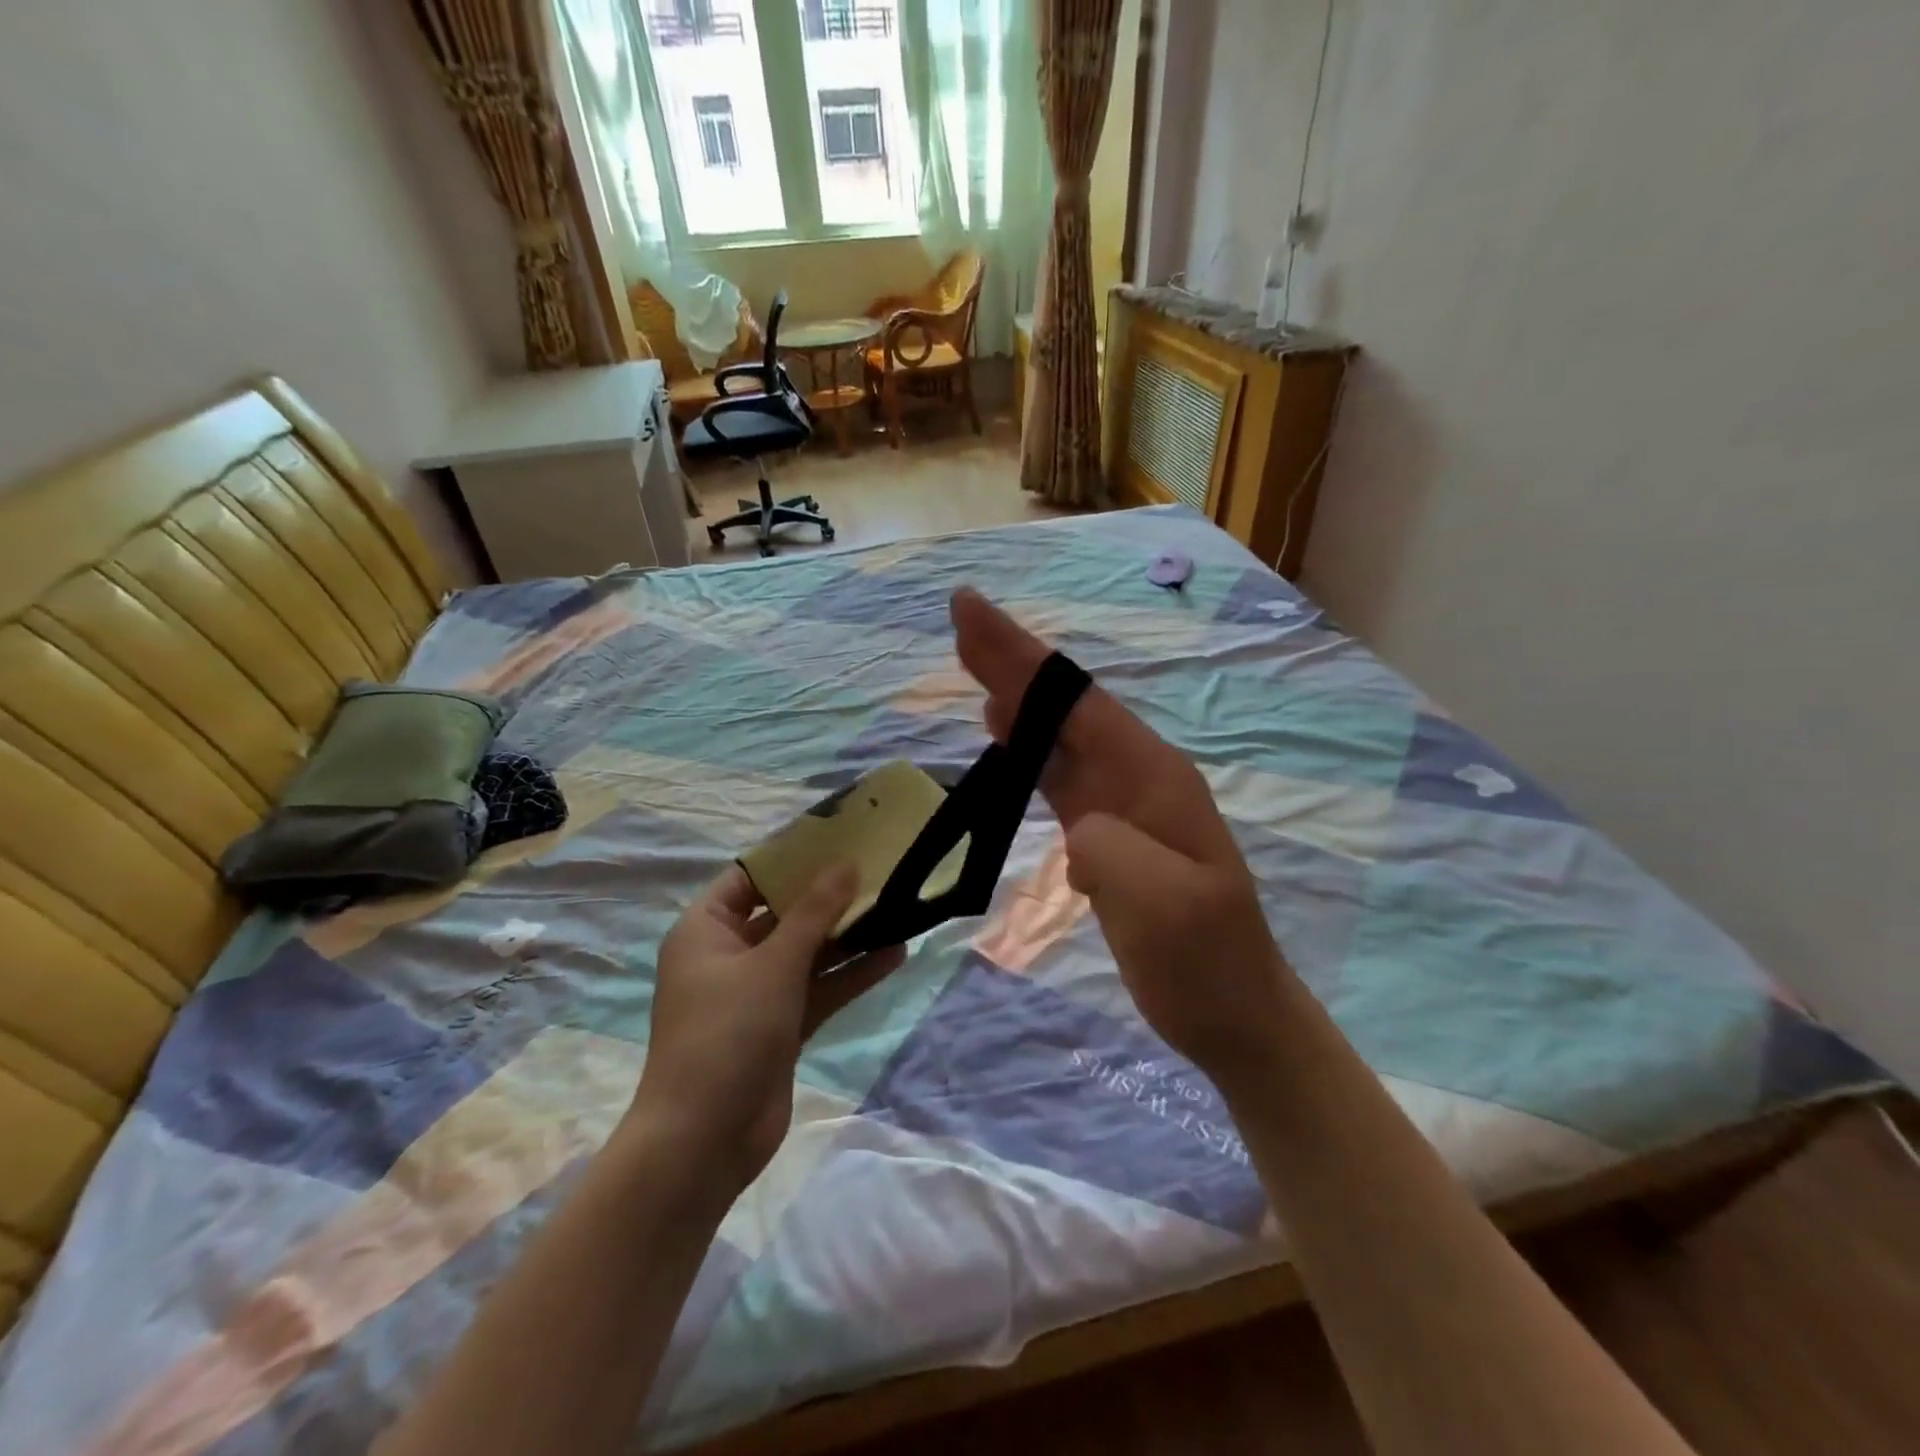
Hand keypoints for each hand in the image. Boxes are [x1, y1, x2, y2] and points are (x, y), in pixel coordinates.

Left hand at [633, 865, 903, 1194]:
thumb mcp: (774, 964)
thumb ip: (815, 912)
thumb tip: (847, 863)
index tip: (837, 838)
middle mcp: (729, 955)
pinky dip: (851, 973)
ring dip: (848, 935)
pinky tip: (894, 954)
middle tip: (877, 867)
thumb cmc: (726, 1033)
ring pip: (808, 952)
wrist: (704, 1141)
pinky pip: (820, 988)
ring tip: (897, 906)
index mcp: (706, 930)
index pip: (749, 878)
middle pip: (784, 913)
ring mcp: (757, 993)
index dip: (791, 858)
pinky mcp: (781, 1025)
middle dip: (829, 895)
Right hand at [952, 588, 1294, 1081]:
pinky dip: (1027, 747)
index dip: (1022, 658)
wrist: (1233, 1013)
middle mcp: (1138, 775)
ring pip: (1059, 735)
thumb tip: (1078, 828)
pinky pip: (1059, 774)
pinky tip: (1005, 733)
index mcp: (1153, 776)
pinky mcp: (1107, 834)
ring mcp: (1123, 803)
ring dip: (1016, 696)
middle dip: (1012, 661)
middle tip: (961, 617)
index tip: (972, 612)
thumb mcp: (1164, 908)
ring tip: (973, 659)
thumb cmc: (1204, 961)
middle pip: (1065, 706)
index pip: (1077, 703)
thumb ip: (1113, 852)